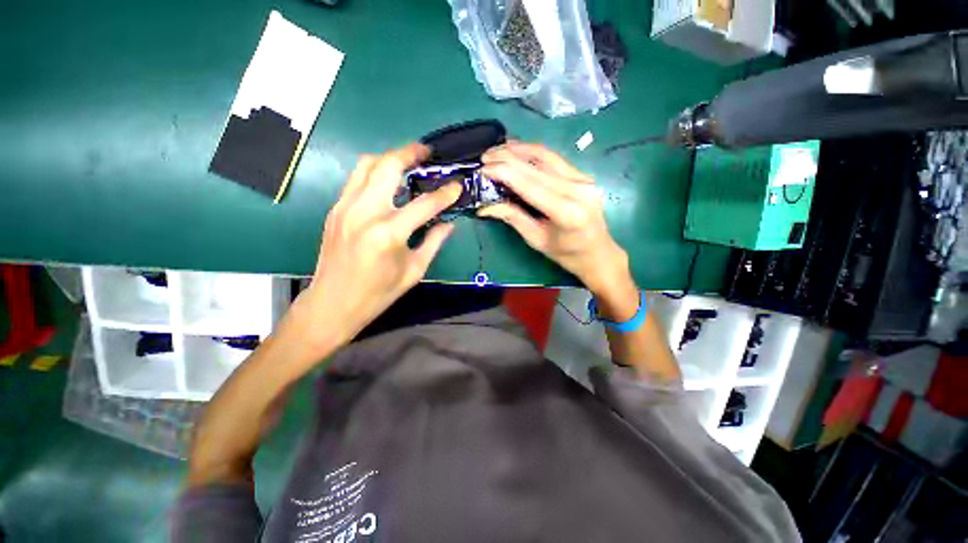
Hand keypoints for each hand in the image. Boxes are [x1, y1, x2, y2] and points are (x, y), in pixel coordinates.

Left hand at [295, 144, 461, 349]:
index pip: (425, 204)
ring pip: (367, 164)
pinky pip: (356, 179)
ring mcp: (345, 207)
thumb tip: (449, 223)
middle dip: (410, 153)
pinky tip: (388, 183)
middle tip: (427, 153)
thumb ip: (433, 242)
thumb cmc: (378, 293)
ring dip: (390, 158)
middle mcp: (364, 212)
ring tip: (408, 163)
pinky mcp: (335, 209)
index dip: (445, 193)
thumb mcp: (414, 270)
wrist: (333, 303)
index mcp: (388, 233)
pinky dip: (374, 172)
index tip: (457, 186)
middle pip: (388, 166)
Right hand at [478, 142, 630, 293]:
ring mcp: (583, 179)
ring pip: (546, 155)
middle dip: (507, 157)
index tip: (482, 169)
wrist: (598, 253)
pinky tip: (518, 151)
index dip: (504, 172)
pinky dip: (533, 153)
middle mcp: (578, 189)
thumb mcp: (536, 240)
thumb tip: (485, 206)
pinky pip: (554, 159)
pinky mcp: (582, 175)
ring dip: (519, 149)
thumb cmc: (566, 254)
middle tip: (484, 157)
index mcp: (567, 212)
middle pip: (536, 165)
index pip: (529, 183)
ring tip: (497, 150)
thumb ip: (512, 218)